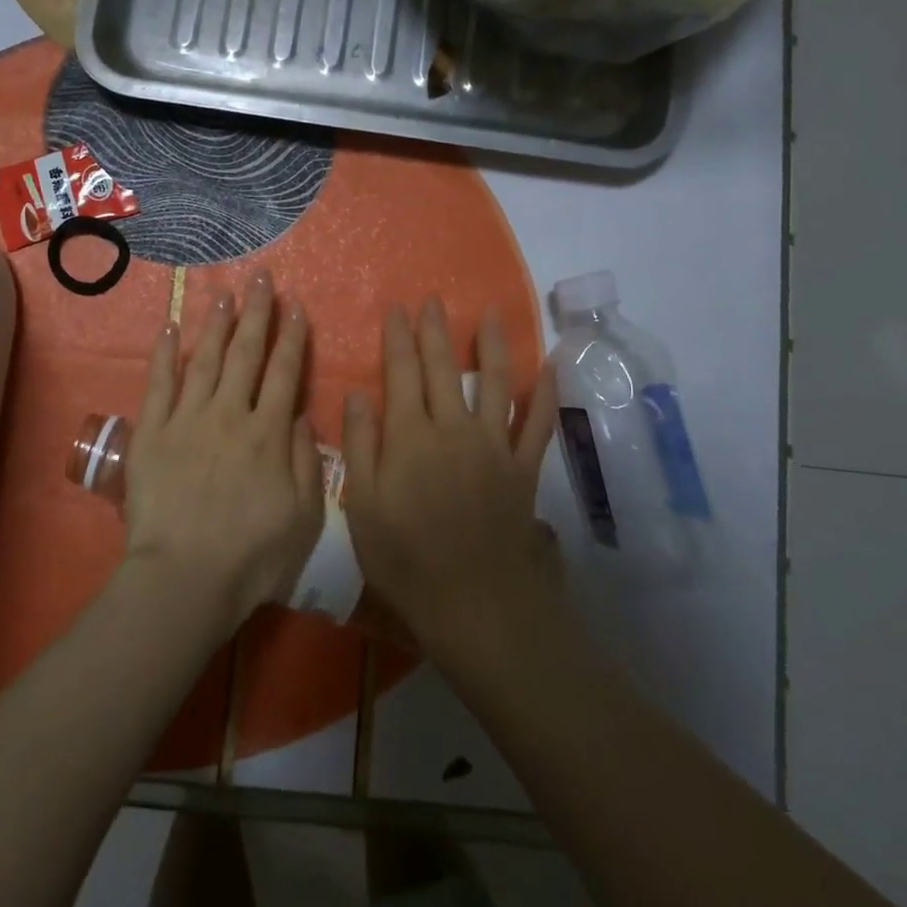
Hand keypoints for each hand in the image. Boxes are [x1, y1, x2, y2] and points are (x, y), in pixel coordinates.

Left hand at [123, 272, 324, 630]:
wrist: (185, 577)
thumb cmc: (252, 555)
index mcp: (268, 432)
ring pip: (206, 359)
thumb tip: (300, 413)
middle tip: (262, 278)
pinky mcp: (152, 432)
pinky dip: (164, 354)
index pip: (284, 372)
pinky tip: (169, 328)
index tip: (295, 306)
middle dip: (257, 313)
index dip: (292, 337)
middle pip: (246, 353)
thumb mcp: (304, 515)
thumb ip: (305, 459)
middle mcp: (230, 413)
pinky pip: (159, 384)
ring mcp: (187, 419)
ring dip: (217, 323)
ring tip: (224, 292)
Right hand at [342, 300, 559, 663]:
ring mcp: (494, 448)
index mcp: (410, 437)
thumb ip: (360, 446)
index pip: (402, 373)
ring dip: (492, 345)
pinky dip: (545, 395)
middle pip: (444, 369)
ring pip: (494, 383)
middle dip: (436, 331)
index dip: (399, 338)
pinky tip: (548, 368)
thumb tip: (358, 395)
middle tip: (433, 301)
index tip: (397, 308)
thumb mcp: (364, 508)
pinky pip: (538, 425)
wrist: (477, 606)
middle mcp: (454, 430)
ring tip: (490, 313)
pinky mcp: (524, 470)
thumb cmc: (407, 562)